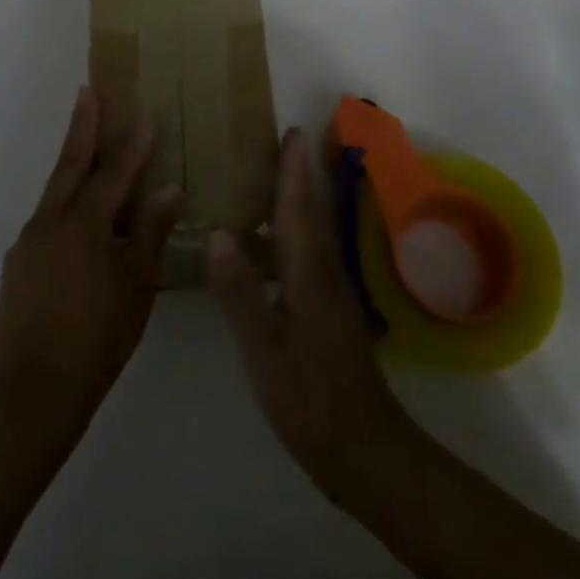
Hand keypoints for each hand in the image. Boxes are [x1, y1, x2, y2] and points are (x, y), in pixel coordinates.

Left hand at [0, 86, 181, 458]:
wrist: (32, 392)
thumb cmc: (98, 338)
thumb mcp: (138, 285)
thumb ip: (151, 232)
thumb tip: (168, 188)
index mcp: (85, 224)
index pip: (115, 172)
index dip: (132, 143)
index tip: (144, 112)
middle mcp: (51, 222)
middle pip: (70, 165)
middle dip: (82, 127)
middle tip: (88, 92)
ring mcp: (29, 243)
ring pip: (55, 192)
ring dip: (71, 165)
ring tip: (85, 148)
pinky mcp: (17, 265)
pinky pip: (46, 221)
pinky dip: (64, 206)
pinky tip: (77, 221)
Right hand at [209, 128, 417, 505]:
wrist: (362, 447)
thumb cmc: (308, 396)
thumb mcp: (262, 347)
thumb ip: (240, 290)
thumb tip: (217, 233)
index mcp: (307, 272)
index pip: (299, 207)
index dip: (294, 169)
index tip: (293, 131)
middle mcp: (324, 272)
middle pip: (313, 211)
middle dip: (303, 173)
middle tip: (290, 140)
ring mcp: (332, 293)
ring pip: (315, 232)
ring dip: (302, 199)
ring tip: (280, 177)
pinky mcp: (331, 313)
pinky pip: (311, 254)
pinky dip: (297, 233)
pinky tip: (277, 245)